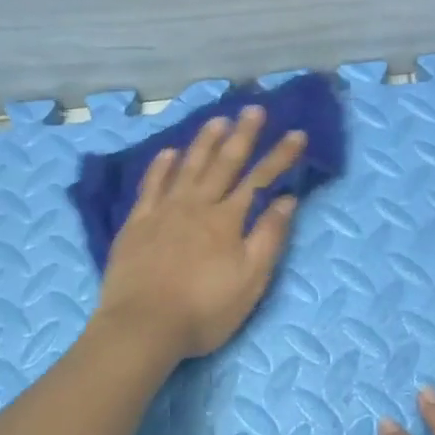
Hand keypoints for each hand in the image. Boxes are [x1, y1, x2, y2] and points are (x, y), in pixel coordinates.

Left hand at [95, 106, 306, 359]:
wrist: (143, 326)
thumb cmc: (204, 310)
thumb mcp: (250, 281)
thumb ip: (268, 237)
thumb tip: (287, 200)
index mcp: (227, 220)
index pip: (259, 180)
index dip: (280, 156)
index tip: (297, 134)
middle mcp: (196, 205)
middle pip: (223, 163)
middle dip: (243, 135)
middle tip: (254, 109)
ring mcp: (163, 211)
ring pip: (187, 166)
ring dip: (204, 141)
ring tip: (218, 119)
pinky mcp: (137, 223)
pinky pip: (151, 185)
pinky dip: (161, 166)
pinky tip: (169, 152)